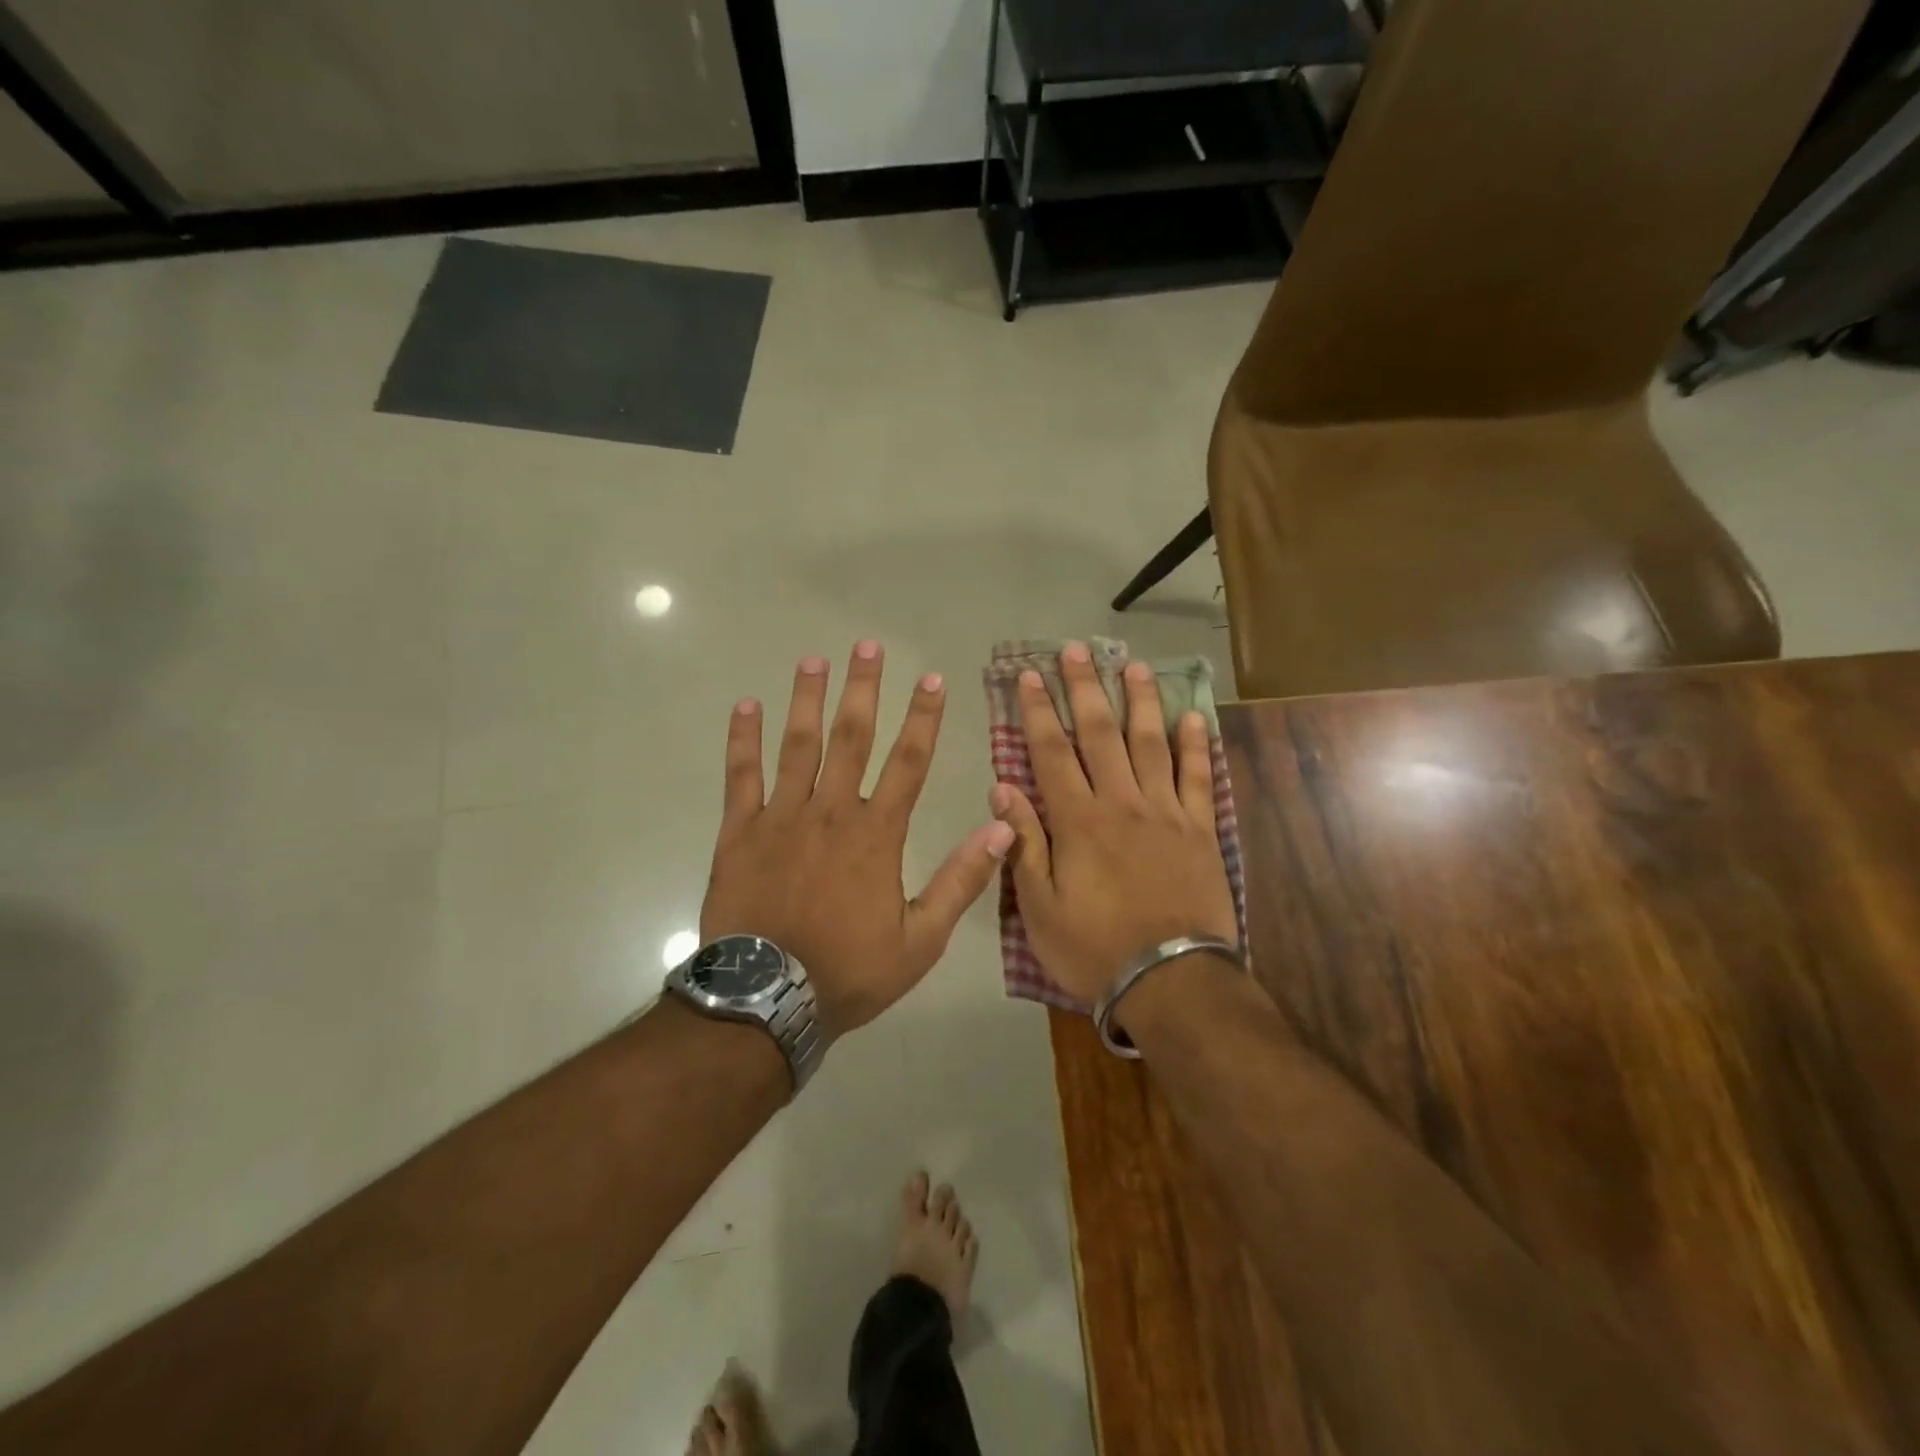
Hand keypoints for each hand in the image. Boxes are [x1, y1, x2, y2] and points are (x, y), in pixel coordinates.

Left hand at [701, 642, 1014, 1038]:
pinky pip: (741, 776)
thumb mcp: (921, 939)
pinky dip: (743, 741)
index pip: (909, 762)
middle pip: (851, 738)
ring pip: (797, 746)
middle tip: (867, 645)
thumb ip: (962, 881)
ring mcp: (781, 818)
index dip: (923, 718)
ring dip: (807, 700)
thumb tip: (1002, 828)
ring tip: (813, 660)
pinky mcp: (739, 833)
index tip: (931, 679)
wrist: (767, 1001)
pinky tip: (745, 706)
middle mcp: (831, 812)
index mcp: (876, 834)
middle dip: (863, 689)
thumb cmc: (849, 971)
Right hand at [991, 642, 1237, 1005]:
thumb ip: (1024, 843)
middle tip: (1077, 650)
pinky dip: (1196, 746)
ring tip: (1133, 666)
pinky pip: (1199, 778)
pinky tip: (1194, 717)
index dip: (1037, 710)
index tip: (1028, 675)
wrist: (1172, 980)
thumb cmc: (1095, 947)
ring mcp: (1166, 813)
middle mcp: (1122, 802)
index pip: (1051, 751)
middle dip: (1084, 688)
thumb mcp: (1040, 907)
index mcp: (1078, 820)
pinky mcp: (1201, 830)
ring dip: (1140, 702)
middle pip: (1100, 734)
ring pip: (1151, 744)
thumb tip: (1003, 787)